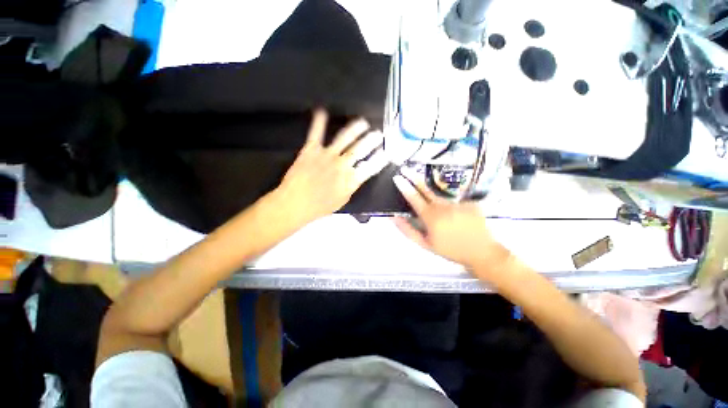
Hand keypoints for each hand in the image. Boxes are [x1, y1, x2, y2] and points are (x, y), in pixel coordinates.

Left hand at [276, 109, 387, 224]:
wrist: (295, 203)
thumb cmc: (319, 206)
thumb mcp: (342, 200)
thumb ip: (352, 186)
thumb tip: (358, 175)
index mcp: (350, 180)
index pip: (371, 167)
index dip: (381, 160)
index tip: (387, 153)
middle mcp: (342, 165)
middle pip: (360, 149)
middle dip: (372, 140)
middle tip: (379, 134)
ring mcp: (327, 155)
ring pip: (344, 138)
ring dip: (355, 128)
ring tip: (362, 122)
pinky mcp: (311, 150)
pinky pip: (316, 133)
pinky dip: (319, 121)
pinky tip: (322, 111)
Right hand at [392, 174, 509, 270]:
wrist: (481, 252)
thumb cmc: (450, 250)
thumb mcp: (425, 244)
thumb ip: (407, 229)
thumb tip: (394, 217)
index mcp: (431, 216)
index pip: (414, 197)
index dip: (404, 187)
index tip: (397, 177)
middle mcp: (443, 205)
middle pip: (425, 188)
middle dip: (413, 177)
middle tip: (405, 169)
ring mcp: (458, 202)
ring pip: (440, 197)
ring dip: (435, 200)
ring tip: (444, 218)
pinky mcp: (470, 201)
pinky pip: (455, 202)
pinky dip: (453, 208)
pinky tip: (459, 219)